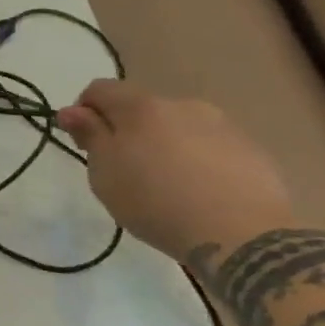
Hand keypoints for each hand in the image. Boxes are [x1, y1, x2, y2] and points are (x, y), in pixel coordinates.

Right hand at [56, 81, 294, 261]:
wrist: (242, 236)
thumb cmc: (156, 201)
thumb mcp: (104, 173)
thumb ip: (88, 135)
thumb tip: (72, 111)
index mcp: (141, 106)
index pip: (99, 89)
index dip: (83, 111)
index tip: (84, 144)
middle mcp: (182, 105)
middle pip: (141, 108)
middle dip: (126, 130)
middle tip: (124, 170)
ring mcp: (223, 126)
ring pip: (178, 126)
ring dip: (164, 144)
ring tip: (167, 184)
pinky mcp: (252, 151)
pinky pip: (210, 147)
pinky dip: (197, 160)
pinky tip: (199, 193)